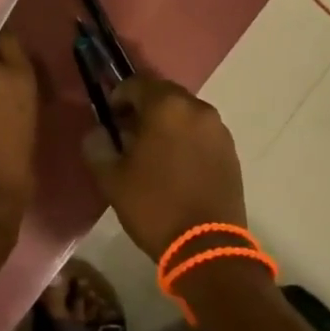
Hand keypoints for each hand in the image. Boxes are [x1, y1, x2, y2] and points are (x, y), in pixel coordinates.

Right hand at [84, 77, 245, 260]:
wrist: (207, 247)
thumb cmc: (154, 206)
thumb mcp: (112, 178)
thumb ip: (99, 147)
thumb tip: (98, 133)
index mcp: (166, 107)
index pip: (136, 83)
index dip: (118, 97)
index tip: (109, 118)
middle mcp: (197, 109)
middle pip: (164, 95)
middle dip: (144, 108)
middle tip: (127, 134)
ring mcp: (218, 130)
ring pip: (185, 113)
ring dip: (167, 123)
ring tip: (152, 152)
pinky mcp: (231, 151)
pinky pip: (201, 133)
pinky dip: (186, 139)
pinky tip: (175, 165)